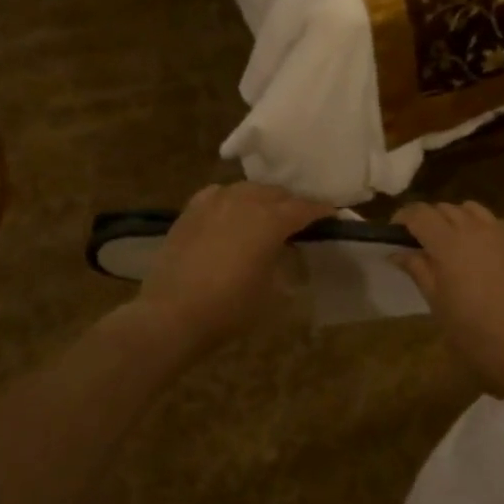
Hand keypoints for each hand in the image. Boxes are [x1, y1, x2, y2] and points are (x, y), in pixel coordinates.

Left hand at [134, 182, 332, 352]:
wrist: (171, 314)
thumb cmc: (229, 308)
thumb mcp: (272, 293)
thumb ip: (286, 265)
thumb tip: (289, 253)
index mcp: (271, 220)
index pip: (304, 208)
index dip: (321, 211)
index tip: (332, 216)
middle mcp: (245, 201)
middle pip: (277, 193)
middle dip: (292, 203)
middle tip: (300, 220)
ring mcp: (215, 202)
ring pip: (248, 189)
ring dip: (262, 199)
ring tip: (266, 214)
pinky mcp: (191, 210)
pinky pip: (219, 194)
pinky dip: (232, 199)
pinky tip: (231, 211)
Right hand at [392, 202, 503, 395]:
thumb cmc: (478, 335)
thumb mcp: (439, 306)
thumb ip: (419, 271)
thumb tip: (398, 252)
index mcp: (449, 243)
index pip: (418, 213)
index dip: (402, 218)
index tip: (392, 234)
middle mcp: (474, 228)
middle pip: (442, 208)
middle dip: (426, 220)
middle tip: (416, 246)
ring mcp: (500, 233)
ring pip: (468, 209)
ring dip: (452, 219)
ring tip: (446, 245)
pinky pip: (490, 221)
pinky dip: (476, 225)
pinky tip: (476, 250)